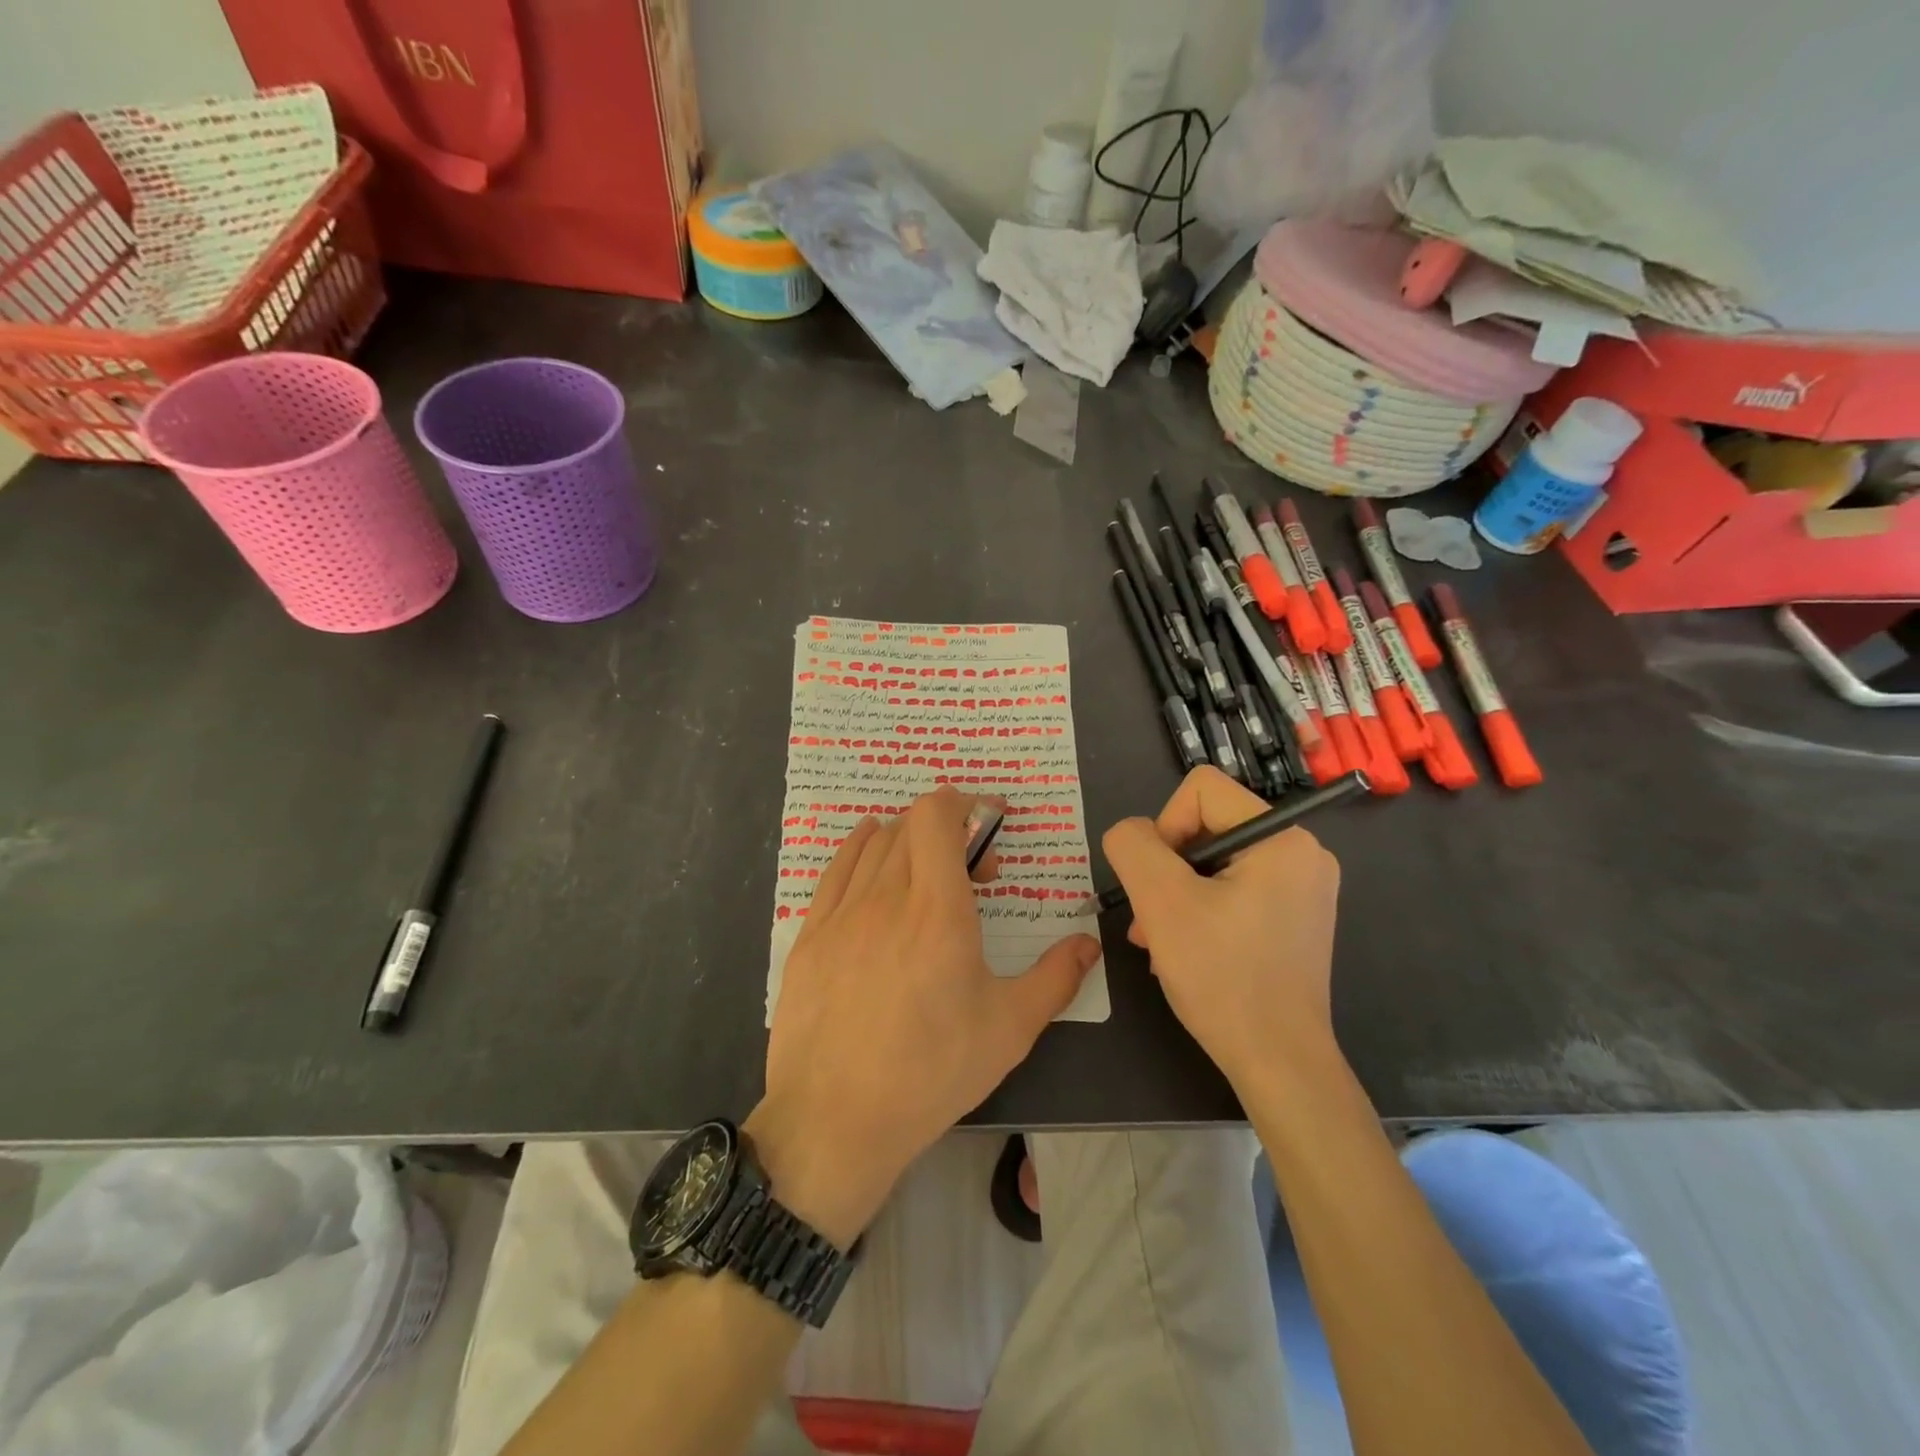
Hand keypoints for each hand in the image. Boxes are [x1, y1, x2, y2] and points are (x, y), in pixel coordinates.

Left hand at [749, 789, 1101, 1247]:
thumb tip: (1088, 943)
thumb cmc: (932, 1072)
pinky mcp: (810, 935)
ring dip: (909, 842)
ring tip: (929, 876)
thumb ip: (1056, 977)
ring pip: (875, 844)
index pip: (937, 816)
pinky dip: (859, 848)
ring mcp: (842, 913)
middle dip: (950, 832)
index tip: (989, 821)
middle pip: (911, 826)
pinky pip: (835, 869)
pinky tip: (871, 853)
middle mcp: (886, 897)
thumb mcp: (1010, 1029)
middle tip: (974, 873)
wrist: (836, 1121)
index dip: (964, 803)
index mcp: (938, 911)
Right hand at [1101, 767, 1340, 1089]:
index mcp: (1283, 837)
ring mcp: (1302, 887)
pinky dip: (1201, 910)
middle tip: (1148, 919)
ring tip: (1157, 939)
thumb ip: (1133, 846)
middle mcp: (1302, 852)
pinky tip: (1183, 948)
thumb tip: (1132, 833)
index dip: (1164, 827)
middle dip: (1167, 869)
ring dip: (1177, 893)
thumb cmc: (1223, 977)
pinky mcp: (1294, 918)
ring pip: (1214, 862)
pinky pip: (1234, 889)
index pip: (1201, 790)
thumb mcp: (1161, 902)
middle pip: (1207, 826)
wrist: (1279, 1064)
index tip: (1158, 882)